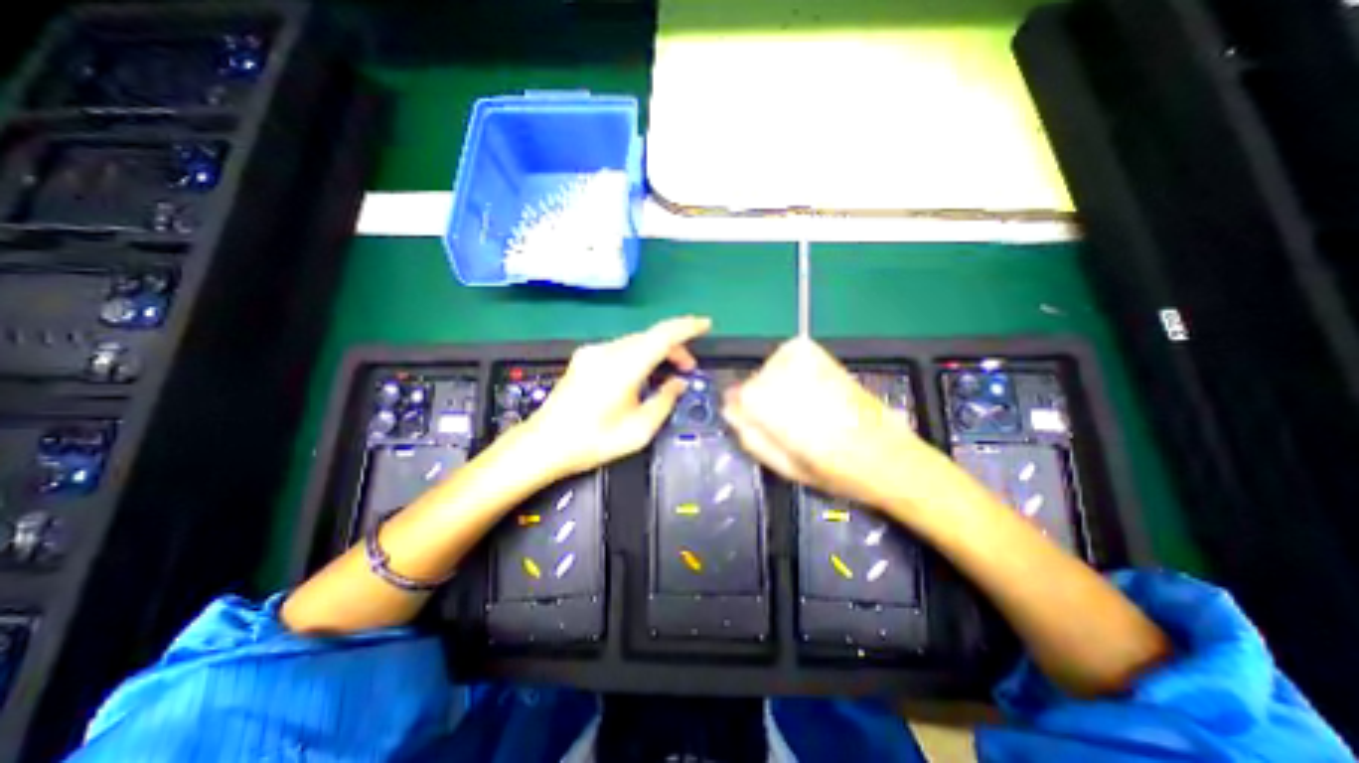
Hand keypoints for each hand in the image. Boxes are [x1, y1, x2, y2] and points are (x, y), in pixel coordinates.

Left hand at [522, 317, 713, 475]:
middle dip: (674, 347)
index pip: (662, 336)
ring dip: (657, 351)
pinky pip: (621, 348)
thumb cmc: (593, 442)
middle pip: (650, 336)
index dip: (687, 327)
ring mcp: (593, 353)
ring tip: (668, 373)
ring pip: (636, 341)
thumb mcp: (639, 430)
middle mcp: (607, 352)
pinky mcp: (584, 358)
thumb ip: (664, 401)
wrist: (543, 445)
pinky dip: (640, 355)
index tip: (705, 324)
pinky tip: (643, 374)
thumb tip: (678, 383)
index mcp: (622, 368)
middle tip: (688, 368)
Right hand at [720, 333, 936, 506]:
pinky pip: (790, 354)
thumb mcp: (782, 465)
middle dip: (761, 402)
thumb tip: (731, 411)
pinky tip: (806, 387)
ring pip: (770, 368)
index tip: (757, 426)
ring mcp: (801, 360)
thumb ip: (750, 435)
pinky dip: (790, 368)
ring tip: (801, 408)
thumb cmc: (832, 470)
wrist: (886, 455)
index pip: (737, 397)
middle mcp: (780, 376)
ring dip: (777, 386)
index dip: (744, 413)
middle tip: (783, 423)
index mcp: (768, 405)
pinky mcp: (819, 354)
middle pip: (754, 382)